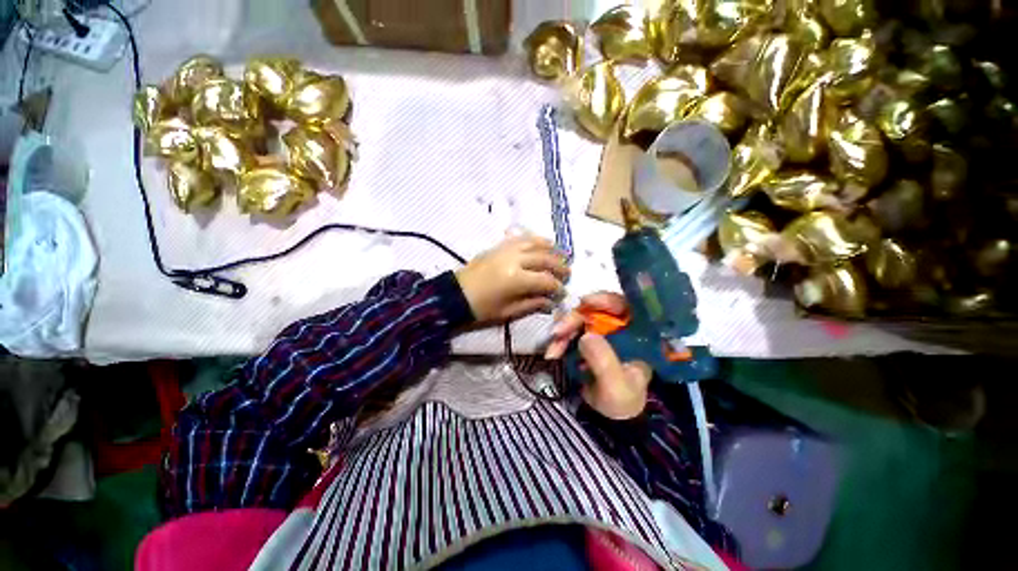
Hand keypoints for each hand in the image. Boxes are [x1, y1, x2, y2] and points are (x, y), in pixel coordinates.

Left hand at [455, 234, 568, 323]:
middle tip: (567, 274)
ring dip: (551, 249)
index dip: (557, 287)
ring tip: (560, 256)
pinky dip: (536, 239)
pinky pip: (522, 238)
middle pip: (545, 258)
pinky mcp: (500, 246)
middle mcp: (514, 260)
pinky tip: (544, 243)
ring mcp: (506, 250)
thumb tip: (551, 302)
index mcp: (516, 279)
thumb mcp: (508, 312)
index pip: (546, 280)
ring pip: (535, 243)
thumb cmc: (481, 308)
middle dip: (560, 266)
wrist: (456, 295)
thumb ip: (532, 304)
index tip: (562, 293)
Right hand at [545, 293, 650, 419]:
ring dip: (562, 332)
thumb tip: (585, 336)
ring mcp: (600, 333)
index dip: (605, 299)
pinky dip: (560, 340)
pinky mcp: (585, 341)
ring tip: (553, 352)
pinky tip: (553, 353)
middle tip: (557, 333)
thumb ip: (604, 362)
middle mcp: (618, 328)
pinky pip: (570, 332)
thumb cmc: (623, 401)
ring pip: (578, 321)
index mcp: (637, 334)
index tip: (585, 302)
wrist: (611, 418)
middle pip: (594, 310)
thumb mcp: (617, 386)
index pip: (624, 305)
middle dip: (573, 320)